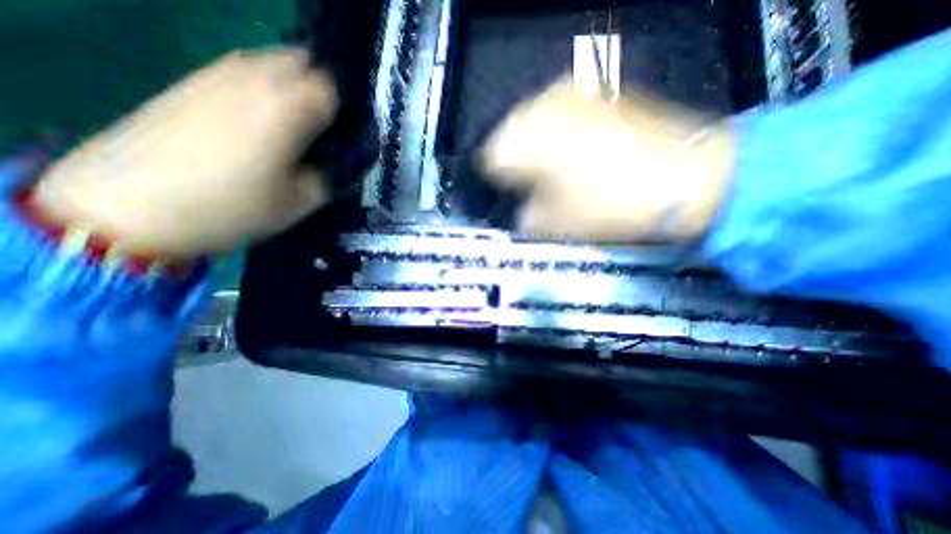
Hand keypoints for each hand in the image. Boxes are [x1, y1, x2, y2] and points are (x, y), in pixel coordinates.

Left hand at [32, 49, 338, 255]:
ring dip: (292, 84)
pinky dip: (263, 86)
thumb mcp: (301, 202)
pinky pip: (242, 70)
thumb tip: (342, 160)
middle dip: (321, 88)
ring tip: (295, 123)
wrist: (131, 206)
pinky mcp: (191, 82)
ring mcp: (217, 75)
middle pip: (301, 61)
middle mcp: (254, 79)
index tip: (346, 134)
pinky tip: (260, 119)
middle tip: (325, 126)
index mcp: (287, 109)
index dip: (346, 110)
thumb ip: (331, 175)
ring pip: (271, 60)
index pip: (332, 88)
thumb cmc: (233, 207)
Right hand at [485, 84, 734, 240]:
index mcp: (525, 139)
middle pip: (510, 133)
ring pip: (536, 119)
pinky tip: (578, 150)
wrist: (684, 178)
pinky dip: (561, 130)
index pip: (490, 158)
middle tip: (533, 183)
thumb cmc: (607, 205)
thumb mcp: (556, 223)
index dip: (498, 181)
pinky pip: (564, 110)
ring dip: (538, 143)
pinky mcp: (600, 92)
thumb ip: (528, 218)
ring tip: (556, 168)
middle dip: (518, 159)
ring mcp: (573, 92)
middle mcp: (542, 106)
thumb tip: (525, 212)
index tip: (511, 195)